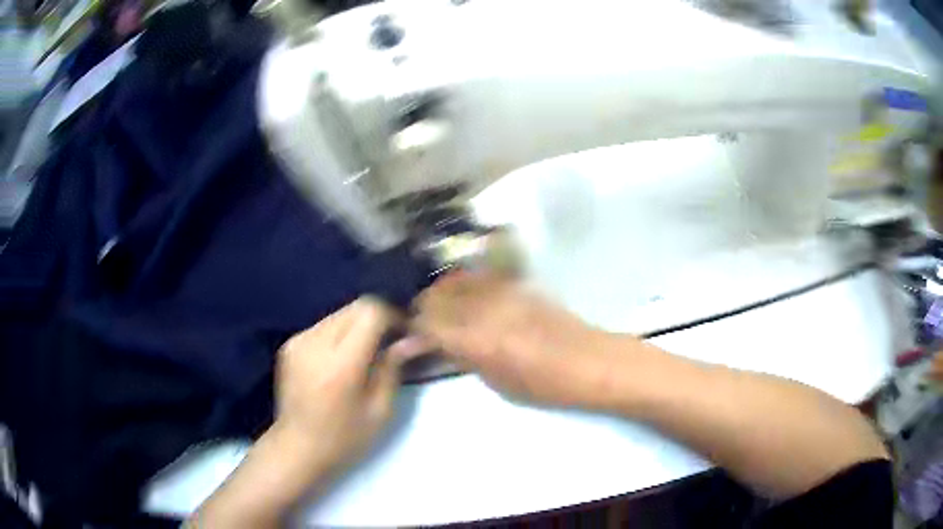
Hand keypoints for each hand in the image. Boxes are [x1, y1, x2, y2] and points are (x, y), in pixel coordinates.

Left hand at [274, 296, 418, 481]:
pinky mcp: (290, 344)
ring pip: (339, 313)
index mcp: (341, 363)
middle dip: (378, 318)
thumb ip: (393, 368)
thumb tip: (414, 339)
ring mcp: (298, 341)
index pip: (370, 311)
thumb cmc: (344, 438)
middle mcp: (316, 342)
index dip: (393, 316)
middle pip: (355, 307)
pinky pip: (323, 325)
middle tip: (390, 343)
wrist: (296, 448)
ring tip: (366, 352)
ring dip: (358, 325)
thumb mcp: (379, 411)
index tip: (404, 334)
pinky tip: (342, 359)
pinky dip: (340, 334)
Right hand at [412, 272, 628, 409]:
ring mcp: (501, 291)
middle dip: (422, 309)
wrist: (588, 361)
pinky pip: (478, 276)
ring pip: (454, 280)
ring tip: (441, 309)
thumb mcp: (496, 382)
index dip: (413, 329)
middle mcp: (483, 308)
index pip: (427, 323)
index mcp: (476, 340)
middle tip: (422, 324)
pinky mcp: (516, 283)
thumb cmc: (543, 385)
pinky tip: (465, 296)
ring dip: (440, 293)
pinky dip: (462, 284)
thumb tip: (431, 346)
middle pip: (436, 296)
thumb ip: (461, 357)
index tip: (409, 337)